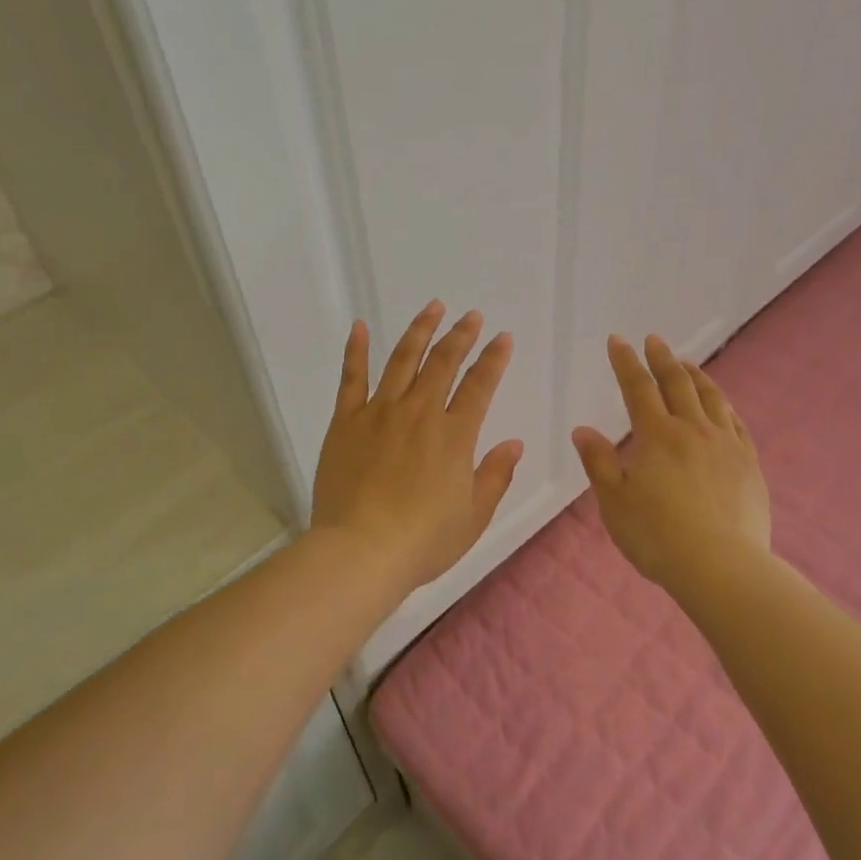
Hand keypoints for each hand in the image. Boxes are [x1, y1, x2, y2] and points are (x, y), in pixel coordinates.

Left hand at [311, 301, 524, 596]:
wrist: (360, 551)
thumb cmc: (423, 541)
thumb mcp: (473, 516)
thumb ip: (495, 475)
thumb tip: (514, 443)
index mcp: (454, 435)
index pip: (479, 386)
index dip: (493, 359)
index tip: (503, 337)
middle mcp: (419, 413)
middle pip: (443, 363)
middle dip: (461, 335)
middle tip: (472, 316)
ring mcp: (379, 412)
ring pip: (403, 359)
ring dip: (420, 331)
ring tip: (433, 307)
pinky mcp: (346, 421)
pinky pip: (351, 377)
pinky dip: (356, 350)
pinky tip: (360, 326)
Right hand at [571, 334, 771, 590]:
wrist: (721, 567)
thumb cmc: (657, 537)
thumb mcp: (615, 502)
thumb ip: (600, 463)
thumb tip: (583, 430)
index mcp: (657, 436)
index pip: (637, 388)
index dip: (625, 362)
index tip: (618, 341)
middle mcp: (693, 430)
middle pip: (677, 384)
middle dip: (662, 359)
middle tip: (654, 340)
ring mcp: (726, 445)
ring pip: (711, 398)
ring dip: (695, 376)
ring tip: (686, 363)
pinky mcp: (749, 464)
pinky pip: (736, 424)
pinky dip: (725, 406)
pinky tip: (722, 405)